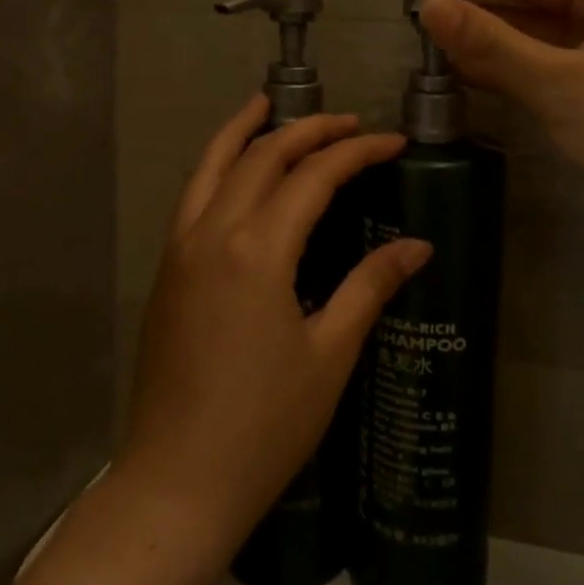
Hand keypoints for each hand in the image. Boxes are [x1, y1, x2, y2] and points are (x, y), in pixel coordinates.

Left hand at [118, 97, 430, 549]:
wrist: (178, 480)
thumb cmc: (266, 423)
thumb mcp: (330, 353)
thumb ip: (369, 286)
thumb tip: (417, 246)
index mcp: (258, 249)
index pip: (314, 175)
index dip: (358, 151)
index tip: (393, 142)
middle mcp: (213, 232)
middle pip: (262, 156)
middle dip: (309, 131)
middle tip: (349, 123)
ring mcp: (180, 249)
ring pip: (212, 165)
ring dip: (244, 130)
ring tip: (269, 104)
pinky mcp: (166, 271)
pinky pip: (192, 196)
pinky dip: (215, 164)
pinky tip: (234, 169)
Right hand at [410, 0, 583, 225]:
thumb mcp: (559, 82)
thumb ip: (492, 43)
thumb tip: (430, 9)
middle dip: (475, 3)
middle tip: (414, 4)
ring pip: (535, 32)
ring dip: (487, 37)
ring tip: (430, 36)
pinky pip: (545, 61)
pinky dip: (508, 65)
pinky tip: (467, 67)